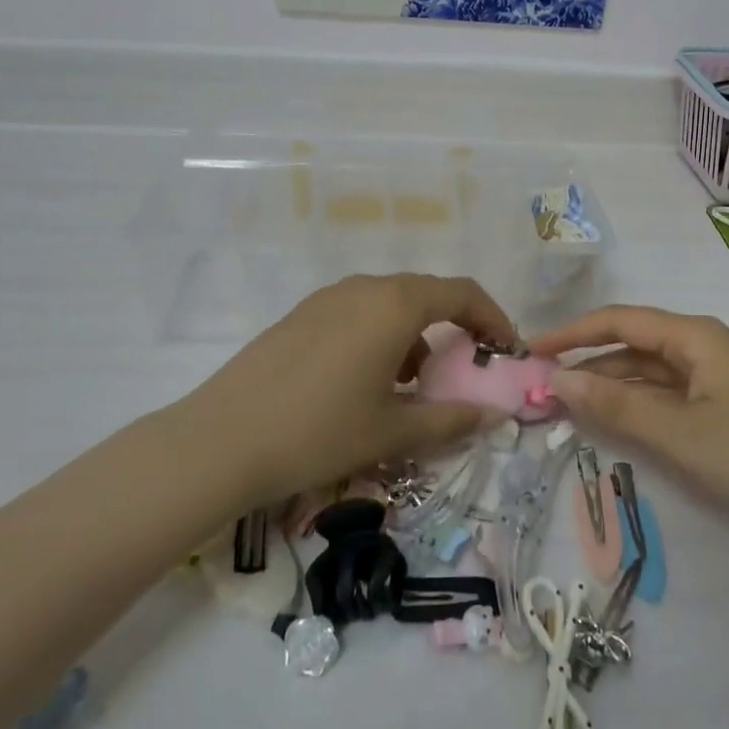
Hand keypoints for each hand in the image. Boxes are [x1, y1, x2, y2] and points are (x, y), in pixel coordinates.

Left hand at [178, 274, 516, 504]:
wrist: (221, 440)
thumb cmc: (319, 432)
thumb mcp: (392, 432)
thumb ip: (450, 420)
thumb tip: (492, 415)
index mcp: (395, 305)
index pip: (462, 293)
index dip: (493, 318)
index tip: (507, 350)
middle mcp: (364, 287)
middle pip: (426, 294)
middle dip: (455, 328)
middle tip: (465, 370)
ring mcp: (328, 298)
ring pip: (390, 305)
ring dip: (415, 336)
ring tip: (412, 386)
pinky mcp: (301, 315)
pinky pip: (358, 313)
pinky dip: (381, 337)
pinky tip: (366, 382)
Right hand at [535, 306, 728, 532]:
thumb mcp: (680, 433)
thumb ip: (617, 406)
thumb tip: (558, 381)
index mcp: (691, 335)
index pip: (617, 321)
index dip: (571, 333)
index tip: (530, 351)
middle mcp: (698, 344)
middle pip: (629, 343)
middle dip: (585, 361)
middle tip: (540, 386)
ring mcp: (711, 374)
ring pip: (646, 370)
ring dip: (608, 385)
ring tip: (565, 405)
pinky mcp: (720, 402)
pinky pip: (665, 393)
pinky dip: (635, 403)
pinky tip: (613, 421)